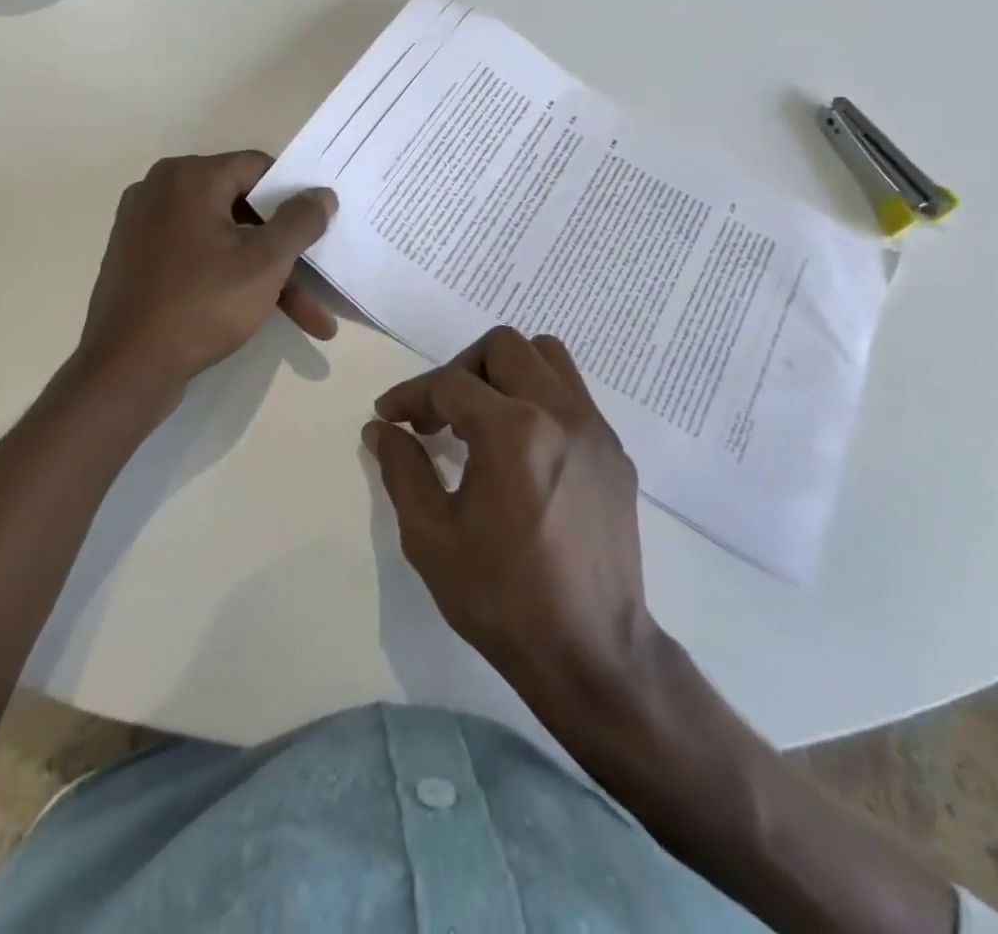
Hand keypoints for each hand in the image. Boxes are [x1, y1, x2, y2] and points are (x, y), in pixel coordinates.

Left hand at [78, 152, 337, 388]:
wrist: (126, 369)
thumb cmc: (202, 304)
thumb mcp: (266, 262)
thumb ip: (300, 221)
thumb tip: (321, 193)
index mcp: (188, 177)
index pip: (258, 168)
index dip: (295, 197)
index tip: (320, 229)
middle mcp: (161, 191)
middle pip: (243, 209)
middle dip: (287, 253)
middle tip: (320, 285)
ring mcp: (145, 228)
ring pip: (224, 241)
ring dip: (267, 275)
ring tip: (309, 321)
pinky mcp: (139, 262)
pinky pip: (198, 258)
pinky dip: (231, 279)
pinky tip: (260, 313)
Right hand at [366, 326, 652, 705]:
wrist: (592, 651)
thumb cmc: (502, 597)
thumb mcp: (431, 537)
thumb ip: (402, 470)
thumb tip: (382, 429)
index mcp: (513, 431)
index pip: (449, 383)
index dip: (410, 394)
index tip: (389, 415)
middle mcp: (560, 412)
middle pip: (503, 347)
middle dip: (460, 370)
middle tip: (438, 414)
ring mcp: (595, 428)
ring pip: (548, 356)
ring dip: (506, 372)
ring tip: (482, 416)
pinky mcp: (615, 451)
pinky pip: (573, 394)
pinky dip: (539, 398)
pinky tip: (523, 448)